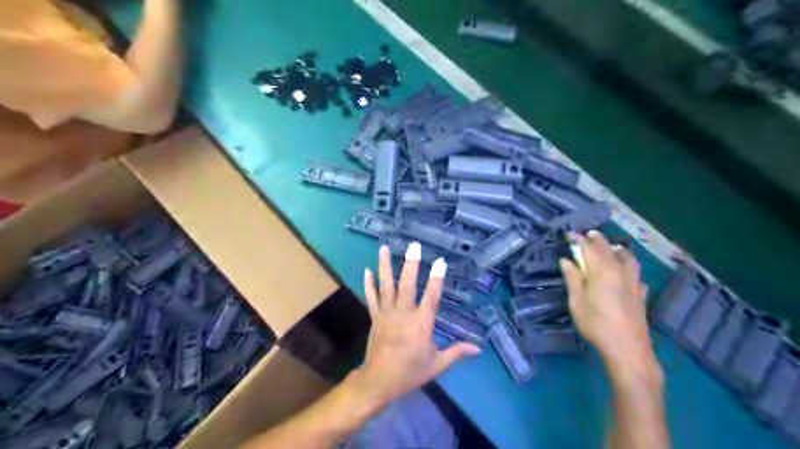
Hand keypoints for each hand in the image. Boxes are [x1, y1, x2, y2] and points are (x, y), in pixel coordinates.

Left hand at [351, 244, 477, 407]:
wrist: (379, 381)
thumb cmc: (410, 372)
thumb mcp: (437, 364)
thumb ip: (457, 353)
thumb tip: (478, 349)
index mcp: (421, 324)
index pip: (432, 297)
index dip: (437, 279)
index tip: (441, 261)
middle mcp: (403, 314)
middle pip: (407, 285)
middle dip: (411, 264)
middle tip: (414, 246)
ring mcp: (386, 314)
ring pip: (386, 286)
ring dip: (385, 266)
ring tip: (384, 248)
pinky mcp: (375, 317)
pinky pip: (371, 297)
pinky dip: (368, 284)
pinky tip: (366, 270)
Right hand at [561, 232, 656, 374]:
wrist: (628, 349)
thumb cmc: (596, 324)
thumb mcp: (577, 302)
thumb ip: (573, 278)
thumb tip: (566, 260)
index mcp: (602, 271)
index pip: (589, 248)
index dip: (579, 239)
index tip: (569, 234)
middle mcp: (620, 271)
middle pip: (608, 249)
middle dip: (596, 240)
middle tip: (587, 235)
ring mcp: (634, 282)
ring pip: (627, 258)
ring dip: (616, 250)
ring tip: (610, 248)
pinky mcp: (641, 294)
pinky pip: (636, 274)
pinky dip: (629, 268)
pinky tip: (626, 275)